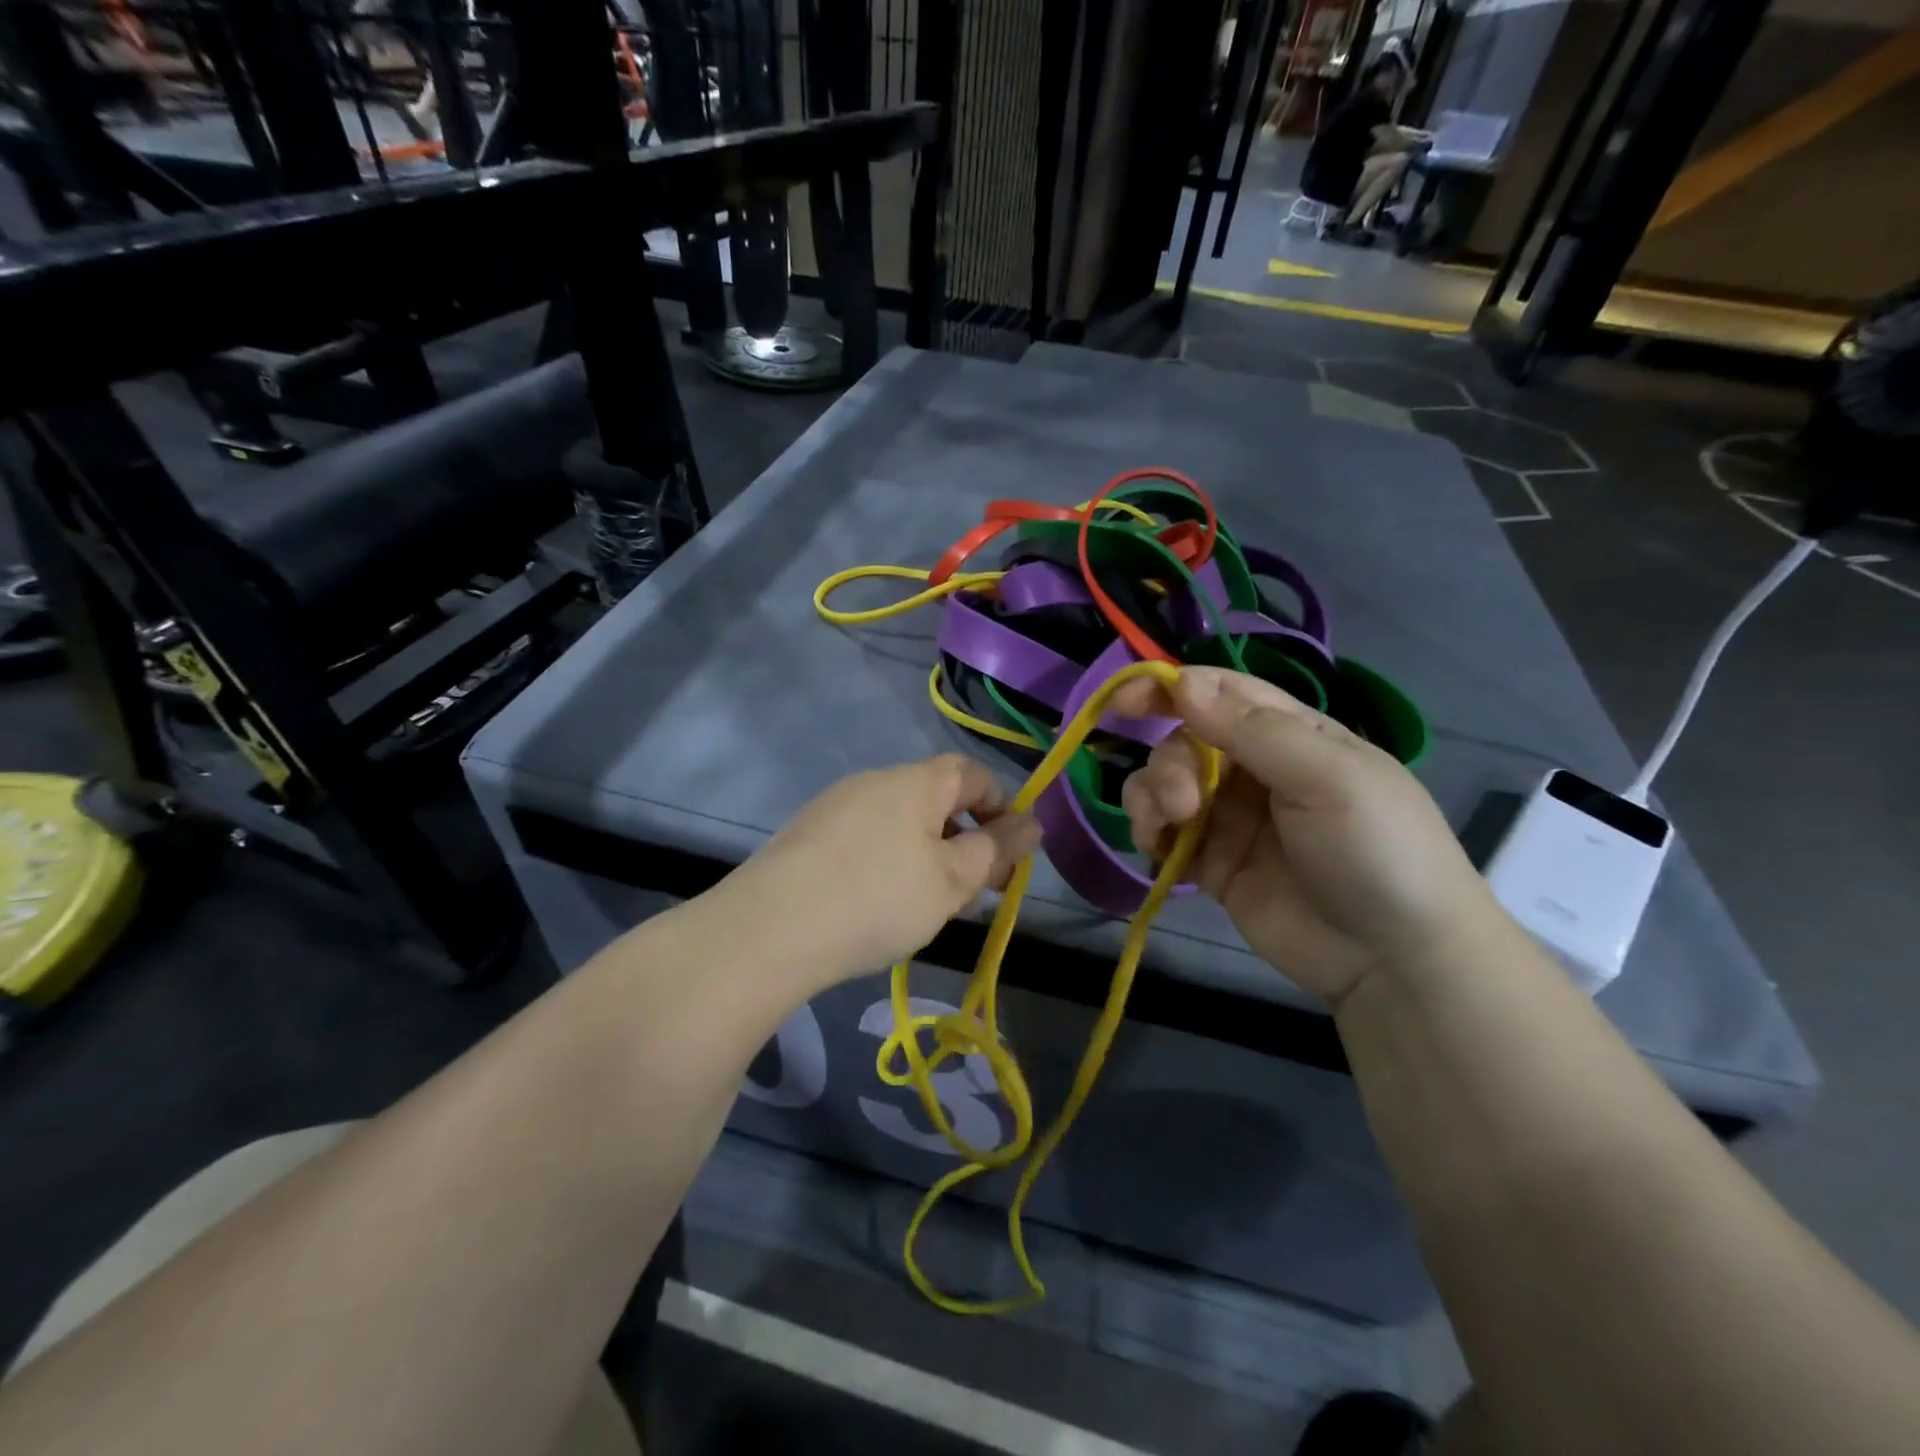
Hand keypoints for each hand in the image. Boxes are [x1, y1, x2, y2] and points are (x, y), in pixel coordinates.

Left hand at [728, 755, 1040, 991]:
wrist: (771, 928)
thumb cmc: (878, 898)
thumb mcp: (951, 881)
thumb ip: (996, 850)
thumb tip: (1033, 823)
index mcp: (914, 781)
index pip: (971, 773)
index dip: (1001, 806)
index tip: (1010, 855)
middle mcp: (874, 781)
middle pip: (934, 800)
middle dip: (964, 842)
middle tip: (973, 894)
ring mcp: (835, 806)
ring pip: (899, 824)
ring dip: (927, 857)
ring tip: (928, 907)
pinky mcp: (806, 835)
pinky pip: (865, 839)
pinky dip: (887, 864)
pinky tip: (878, 907)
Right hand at [1117, 668, 1500, 1005]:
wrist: (1395, 960)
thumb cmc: (1377, 850)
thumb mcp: (1329, 778)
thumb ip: (1253, 730)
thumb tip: (1183, 682)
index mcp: (1291, 734)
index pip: (1221, 692)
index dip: (1171, 688)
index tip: (1126, 700)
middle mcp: (1255, 769)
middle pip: (1184, 741)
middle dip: (1170, 764)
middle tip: (1183, 804)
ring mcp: (1231, 818)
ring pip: (1165, 783)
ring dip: (1151, 796)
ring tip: (1164, 828)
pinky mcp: (1212, 864)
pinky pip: (1165, 834)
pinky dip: (1150, 833)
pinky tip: (1156, 849)